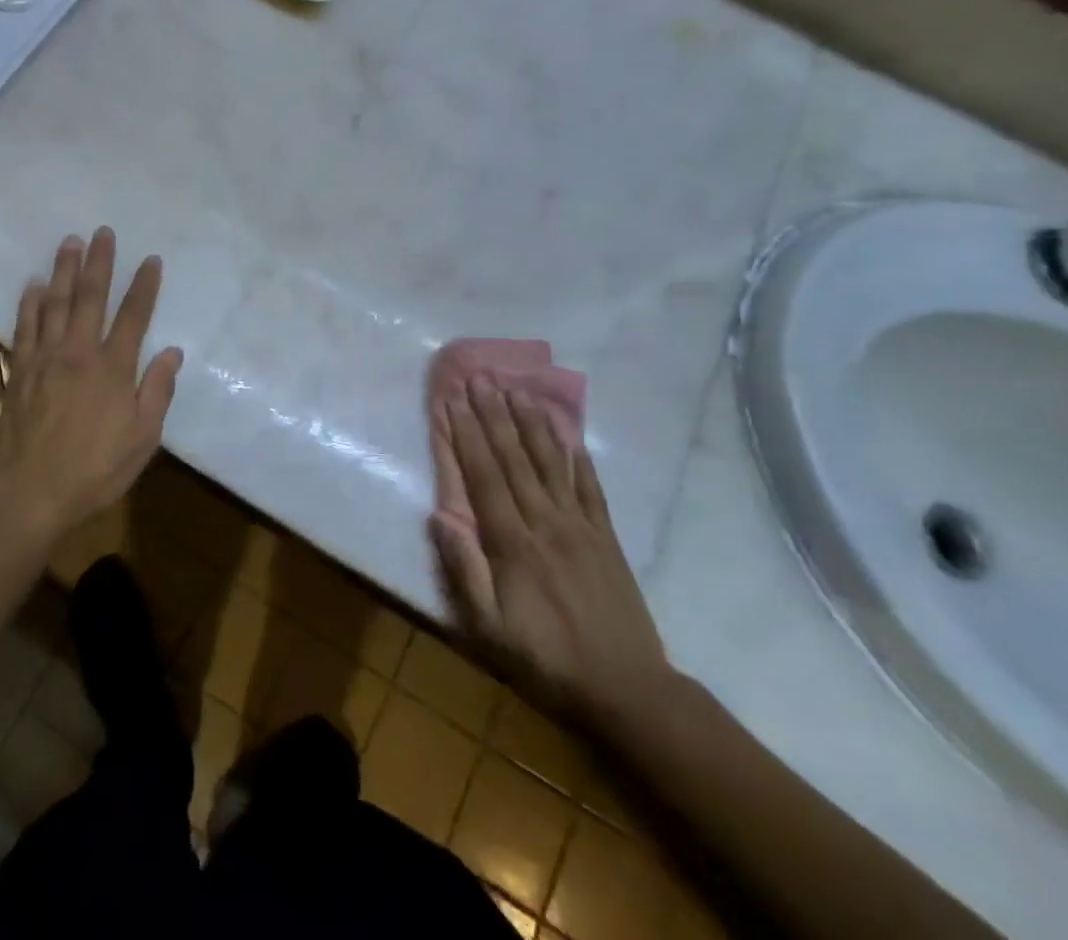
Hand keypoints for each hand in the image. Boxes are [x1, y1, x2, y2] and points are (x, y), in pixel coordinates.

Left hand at [0, 228, 182, 539]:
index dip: (144, 286)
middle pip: (90, 298)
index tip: (150, 260)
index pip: (133, 316)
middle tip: (102, 232)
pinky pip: (24, 327)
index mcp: (113, 369)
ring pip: (55, 303)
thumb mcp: (142, 439)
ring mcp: (45, 359)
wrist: (29, 492)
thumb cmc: (94, 470)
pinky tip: (33, 284)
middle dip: (98, 262)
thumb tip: (172, 353)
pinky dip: (29, 303)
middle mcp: (78, 353)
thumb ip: (157, 392)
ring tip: (69, 242)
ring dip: (63, 270)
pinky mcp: (19, 370)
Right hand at [432, 379, 671, 729]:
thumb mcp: (490, 629)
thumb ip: (464, 571)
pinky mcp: (607, 539)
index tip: (454, 399)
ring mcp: (581, 527)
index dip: (467, 434)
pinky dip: (579, 459)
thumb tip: (438, 517)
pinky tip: (570, 435)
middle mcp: (546, 523)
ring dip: (533, 424)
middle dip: (494, 414)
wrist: (629, 690)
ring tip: (518, 390)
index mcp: (514, 543)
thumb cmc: (548, 660)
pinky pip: (591, 489)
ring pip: (552, 464)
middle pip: (514, 458)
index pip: (484, 475)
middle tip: (481, 376)